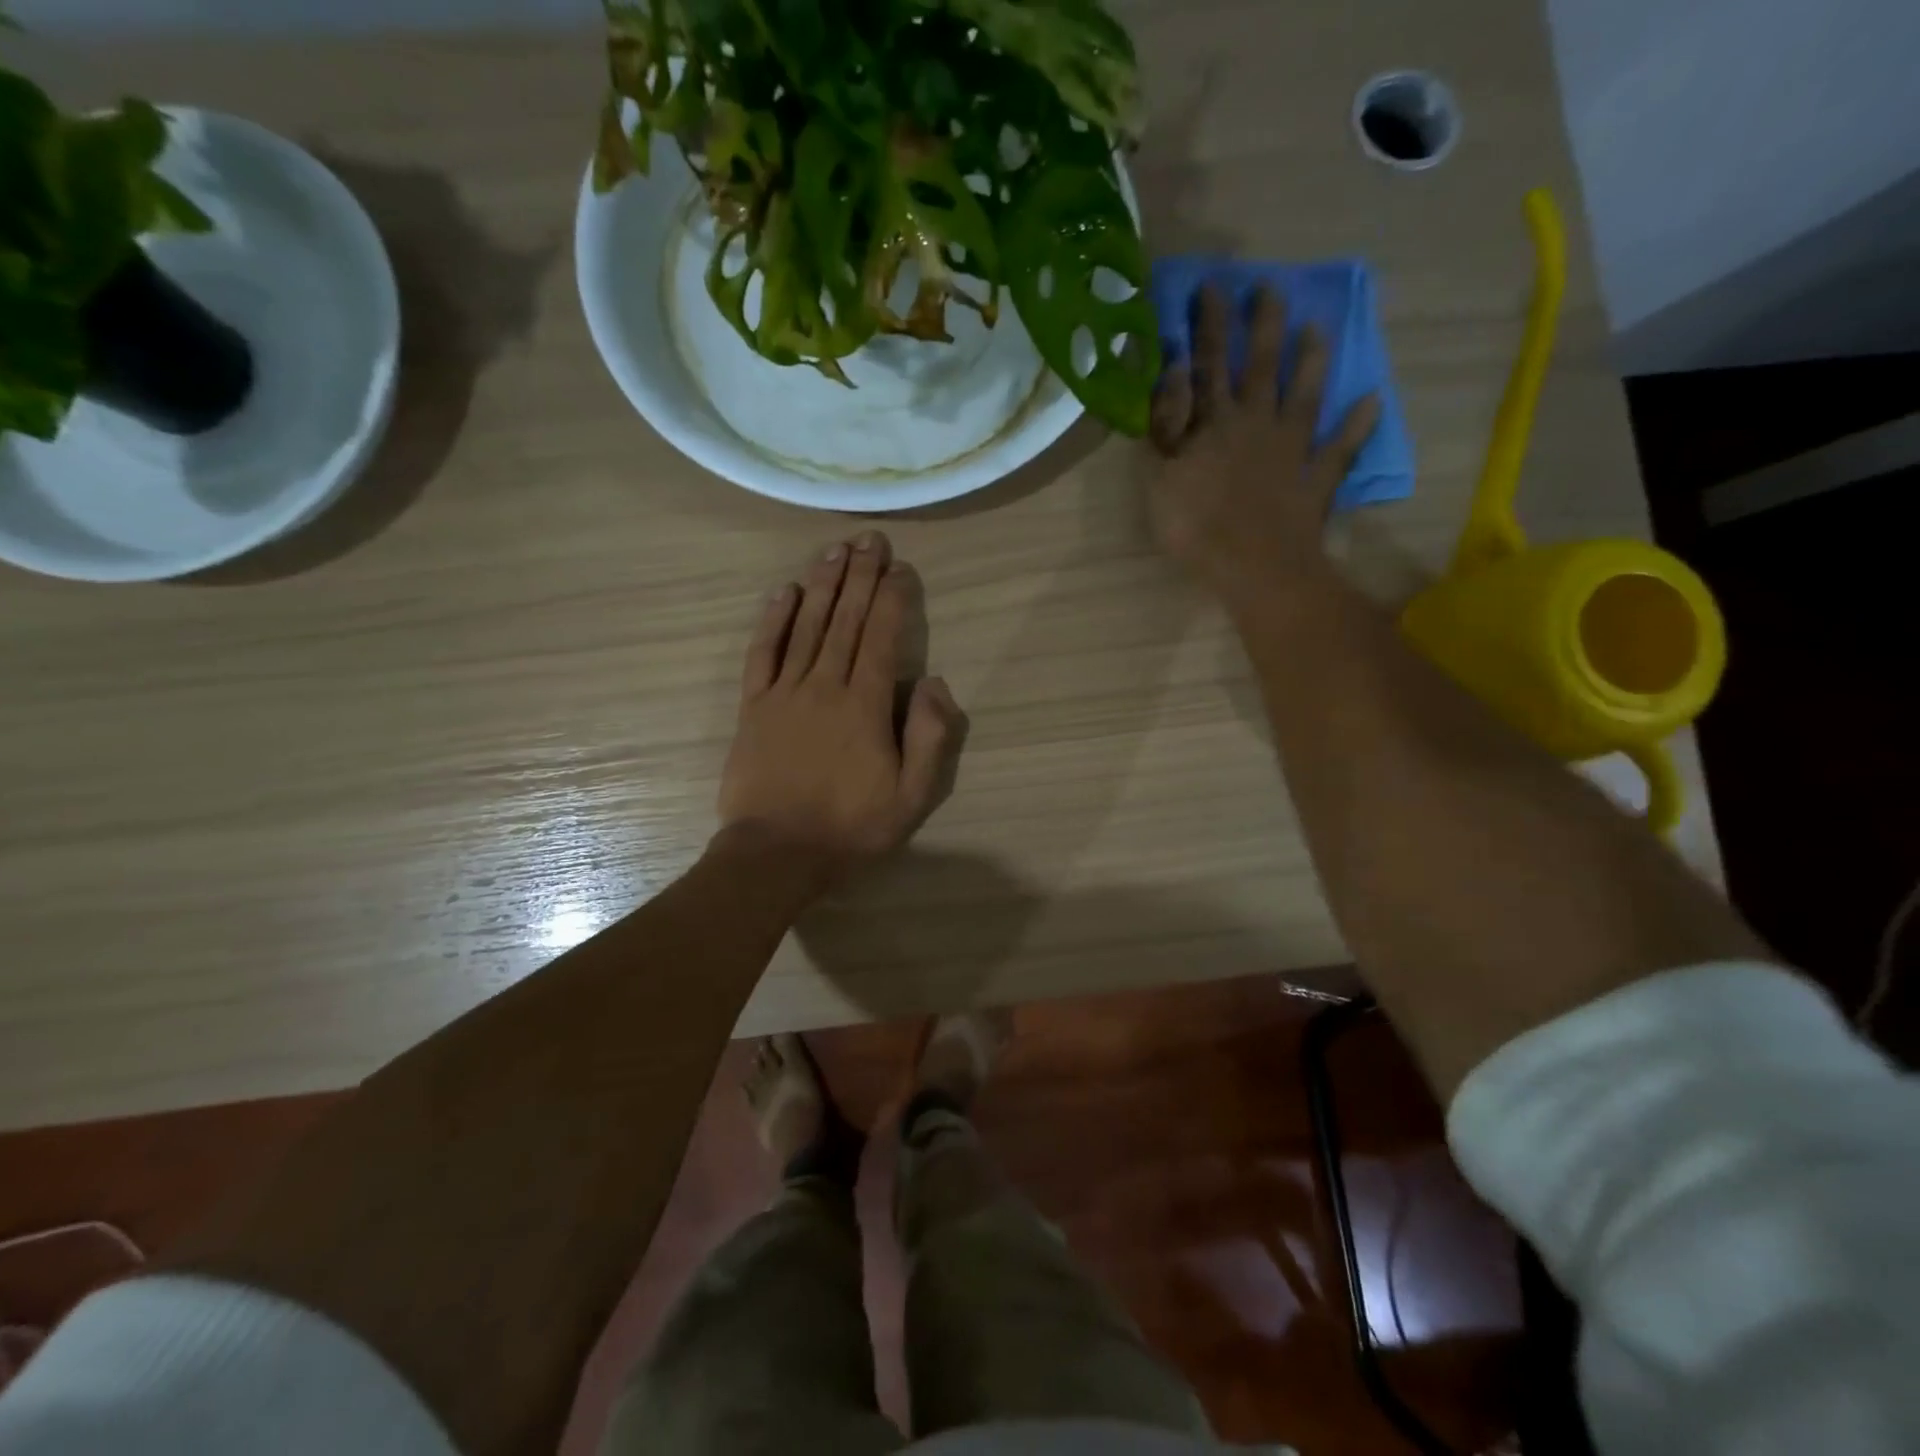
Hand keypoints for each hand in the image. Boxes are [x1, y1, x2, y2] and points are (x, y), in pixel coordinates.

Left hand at [717, 531, 966, 892]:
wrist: (776, 854)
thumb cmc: (850, 827)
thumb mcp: (912, 796)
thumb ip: (929, 737)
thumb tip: (933, 682)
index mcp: (864, 705)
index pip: (882, 637)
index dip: (893, 598)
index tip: (901, 568)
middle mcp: (825, 685)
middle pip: (846, 620)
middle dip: (861, 576)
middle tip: (870, 539)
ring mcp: (784, 693)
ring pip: (807, 626)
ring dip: (823, 585)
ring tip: (835, 550)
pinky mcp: (753, 706)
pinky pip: (763, 653)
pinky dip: (774, 619)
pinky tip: (785, 592)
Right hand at [1149, 285, 1381, 601]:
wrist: (1253, 567)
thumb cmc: (1195, 527)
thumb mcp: (1159, 477)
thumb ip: (1166, 424)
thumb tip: (1175, 371)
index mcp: (1214, 423)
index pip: (1208, 364)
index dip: (1208, 326)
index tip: (1212, 286)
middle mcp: (1256, 423)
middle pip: (1259, 367)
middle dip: (1261, 325)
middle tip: (1269, 287)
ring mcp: (1291, 449)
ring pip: (1303, 396)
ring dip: (1310, 362)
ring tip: (1317, 329)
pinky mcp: (1315, 479)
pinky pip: (1341, 448)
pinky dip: (1357, 426)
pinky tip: (1372, 401)